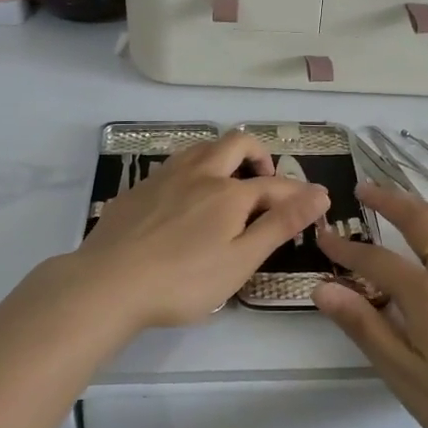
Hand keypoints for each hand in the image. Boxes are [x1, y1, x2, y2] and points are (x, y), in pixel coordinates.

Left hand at [74, 132, 329, 331]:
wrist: (107, 284)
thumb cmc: (183, 281)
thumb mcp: (240, 260)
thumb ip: (280, 225)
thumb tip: (319, 193)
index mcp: (229, 193)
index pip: (274, 184)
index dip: (299, 193)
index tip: (316, 202)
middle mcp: (199, 173)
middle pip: (236, 143)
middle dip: (259, 155)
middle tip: (265, 180)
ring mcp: (165, 177)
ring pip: (202, 147)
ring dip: (223, 156)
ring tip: (228, 183)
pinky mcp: (138, 189)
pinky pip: (174, 165)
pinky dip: (192, 171)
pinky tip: (184, 199)